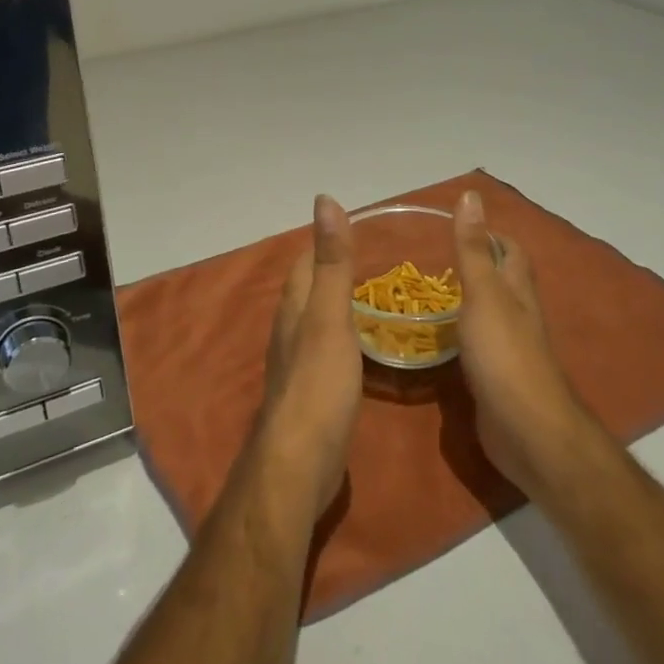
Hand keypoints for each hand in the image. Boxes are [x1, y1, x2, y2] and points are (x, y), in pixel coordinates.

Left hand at [256, 195, 363, 519]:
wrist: (299, 463)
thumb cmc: (318, 384)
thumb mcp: (330, 316)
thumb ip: (332, 261)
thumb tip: (324, 200)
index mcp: (295, 307)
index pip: (306, 261)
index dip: (326, 241)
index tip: (357, 226)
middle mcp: (290, 329)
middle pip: (309, 289)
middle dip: (332, 271)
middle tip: (373, 260)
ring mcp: (297, 363)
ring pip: (316, 320)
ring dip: (337, 304)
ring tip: (370, 297)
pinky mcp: (310, 392)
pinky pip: (326, 350)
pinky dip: (343, 337)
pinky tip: (361, 347)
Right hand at [453, 190, 598, 498]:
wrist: (526, 431)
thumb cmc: (504, 354)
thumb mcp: (483, 293)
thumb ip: (472, 248)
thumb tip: (471, 195)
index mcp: (516, 289)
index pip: (508, 249)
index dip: (488, 234)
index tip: (456, 226)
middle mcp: (517, 314)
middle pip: (500, 280)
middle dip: (474, 266)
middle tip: (430, 260)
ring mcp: (508, 348)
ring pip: (487, 313)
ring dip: (464, 301)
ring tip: (426, 294)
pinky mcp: (496, 377)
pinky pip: (476, 345)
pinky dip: (458, 336)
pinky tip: (435, 340)